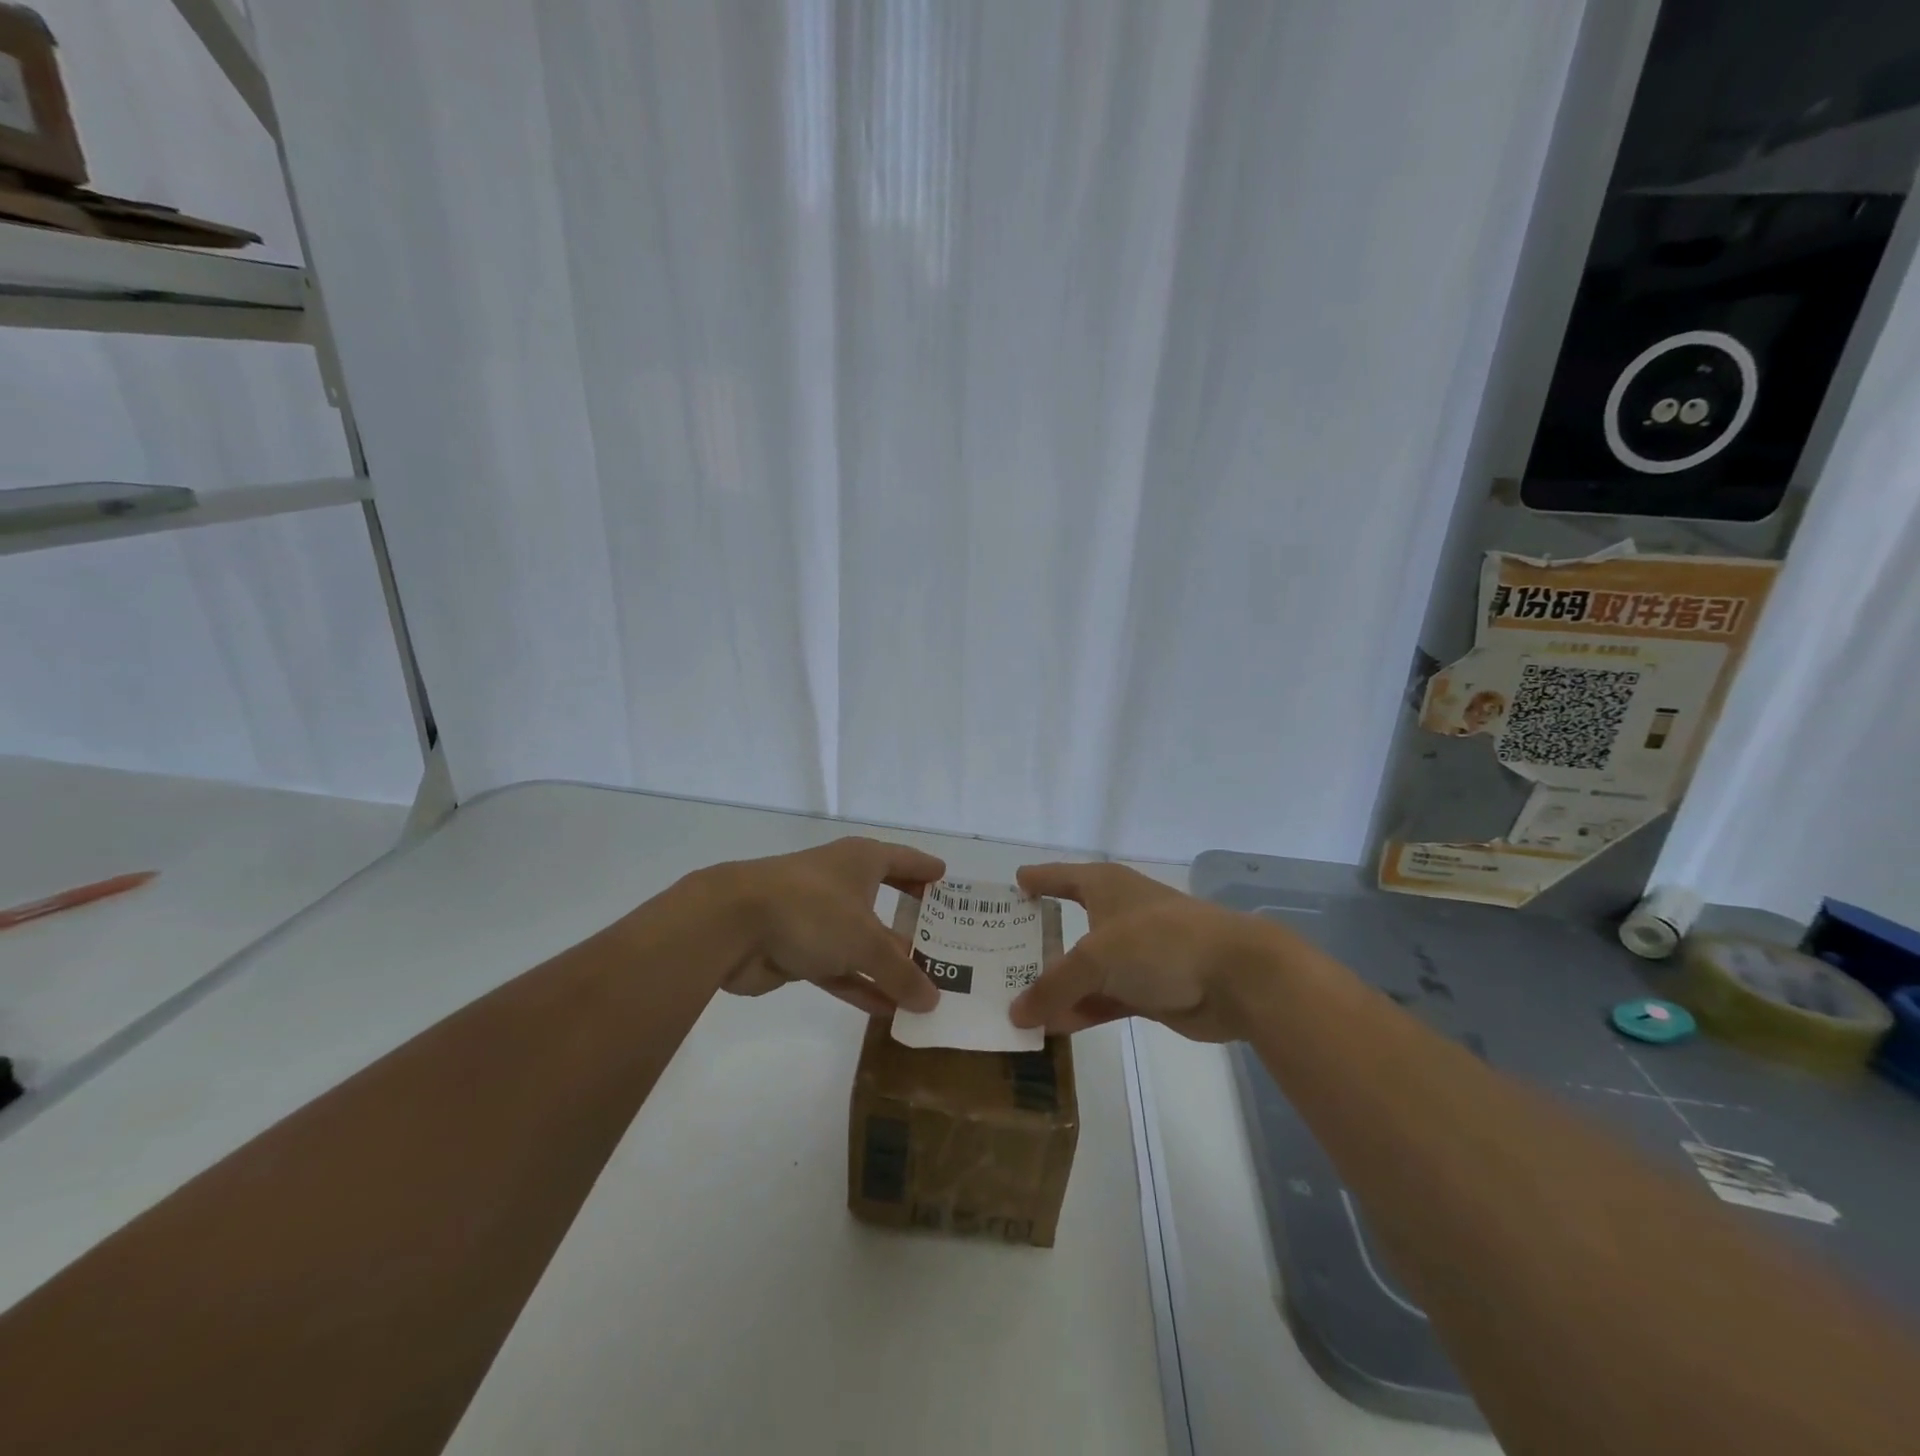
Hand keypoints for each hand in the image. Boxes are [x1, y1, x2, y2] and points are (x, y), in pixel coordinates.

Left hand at [711, 837, 944, 1015]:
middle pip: (886, 901)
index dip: (927, 870)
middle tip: (949, 945)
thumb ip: (901, 972)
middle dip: (914, 925)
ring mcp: (819, 917)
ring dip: (889, 965)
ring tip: (926, 988)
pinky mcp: (799, 949)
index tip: (948, 882)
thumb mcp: (866, 941)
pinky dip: (861, 986)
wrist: (733, 924)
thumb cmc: (812, 910)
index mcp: (862, 861)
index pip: (904, 860)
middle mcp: (842, 882)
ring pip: (863, 941)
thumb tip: (932, 1001)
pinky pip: (840, 969)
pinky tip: (888, 1011)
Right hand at [1008, 863, 1280, 1041]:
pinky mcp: (1149, 988)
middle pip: (1068, 924)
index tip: (1013, 885)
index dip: (1036, 880)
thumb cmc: (1159, 942)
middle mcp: (1117, 914)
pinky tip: (1052, 1028)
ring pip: (1084, 969)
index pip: (1060, 876)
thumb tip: (1015, 1014)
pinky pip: (1103, 998)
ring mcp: (1134, 954)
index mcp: (1104, 885)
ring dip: (1056, 986)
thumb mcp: (1095, 958)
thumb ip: (1053, 986)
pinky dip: (1080, 1010)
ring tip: (1014, 1002)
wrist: (1235, 976)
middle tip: (996, 956)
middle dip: (1037, 941)